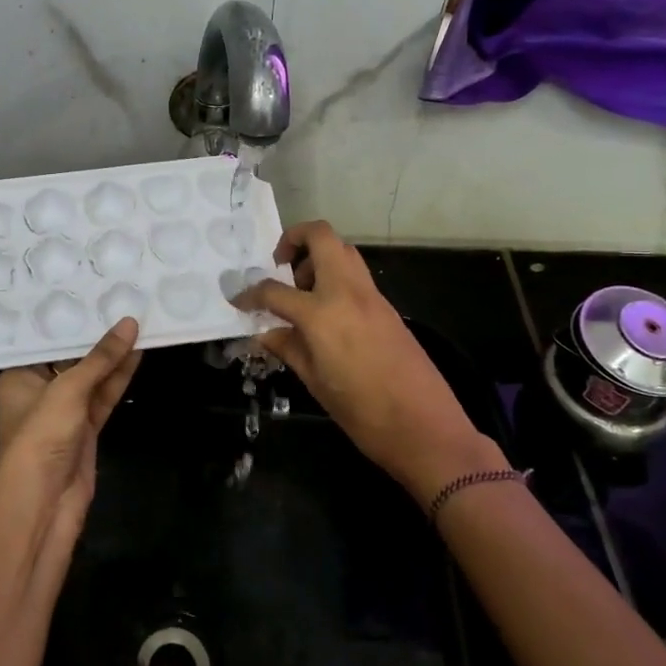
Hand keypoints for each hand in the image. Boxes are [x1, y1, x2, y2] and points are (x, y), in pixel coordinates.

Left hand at [0, 318, 142, 541]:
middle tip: (120, 299)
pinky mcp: (85, 430)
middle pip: (70, 356)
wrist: (42, 505)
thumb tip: (130, 322)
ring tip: (139, 321)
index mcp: (19, 376)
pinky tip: (137, 353)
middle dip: (95, 335)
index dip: (69, 317)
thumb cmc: (40, 437)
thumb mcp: (68, 390)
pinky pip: (103, 396)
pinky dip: (119, 378)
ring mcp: (64, 412)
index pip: (44, 339)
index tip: (92, 289)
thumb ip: (100, 358)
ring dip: (113, 356)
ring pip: (92, 377)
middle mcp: (39, 389)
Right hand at [235, 222, 504, 501]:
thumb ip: (288, 348)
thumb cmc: (363, 413)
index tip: (239, 300)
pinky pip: (356, 275)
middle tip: (280, 267)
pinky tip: (325, 312)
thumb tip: (266, 332)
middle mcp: (347, 292)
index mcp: (322, 314)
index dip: (251, 294)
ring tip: (302, 291)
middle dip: (294, 240)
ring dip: (318, 257)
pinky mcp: (387, 307)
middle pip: (321, 237)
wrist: (425, 428)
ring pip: (343, 250)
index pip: (275, 291)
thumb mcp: (315, 382)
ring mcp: (371, 296)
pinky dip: (336, 278)